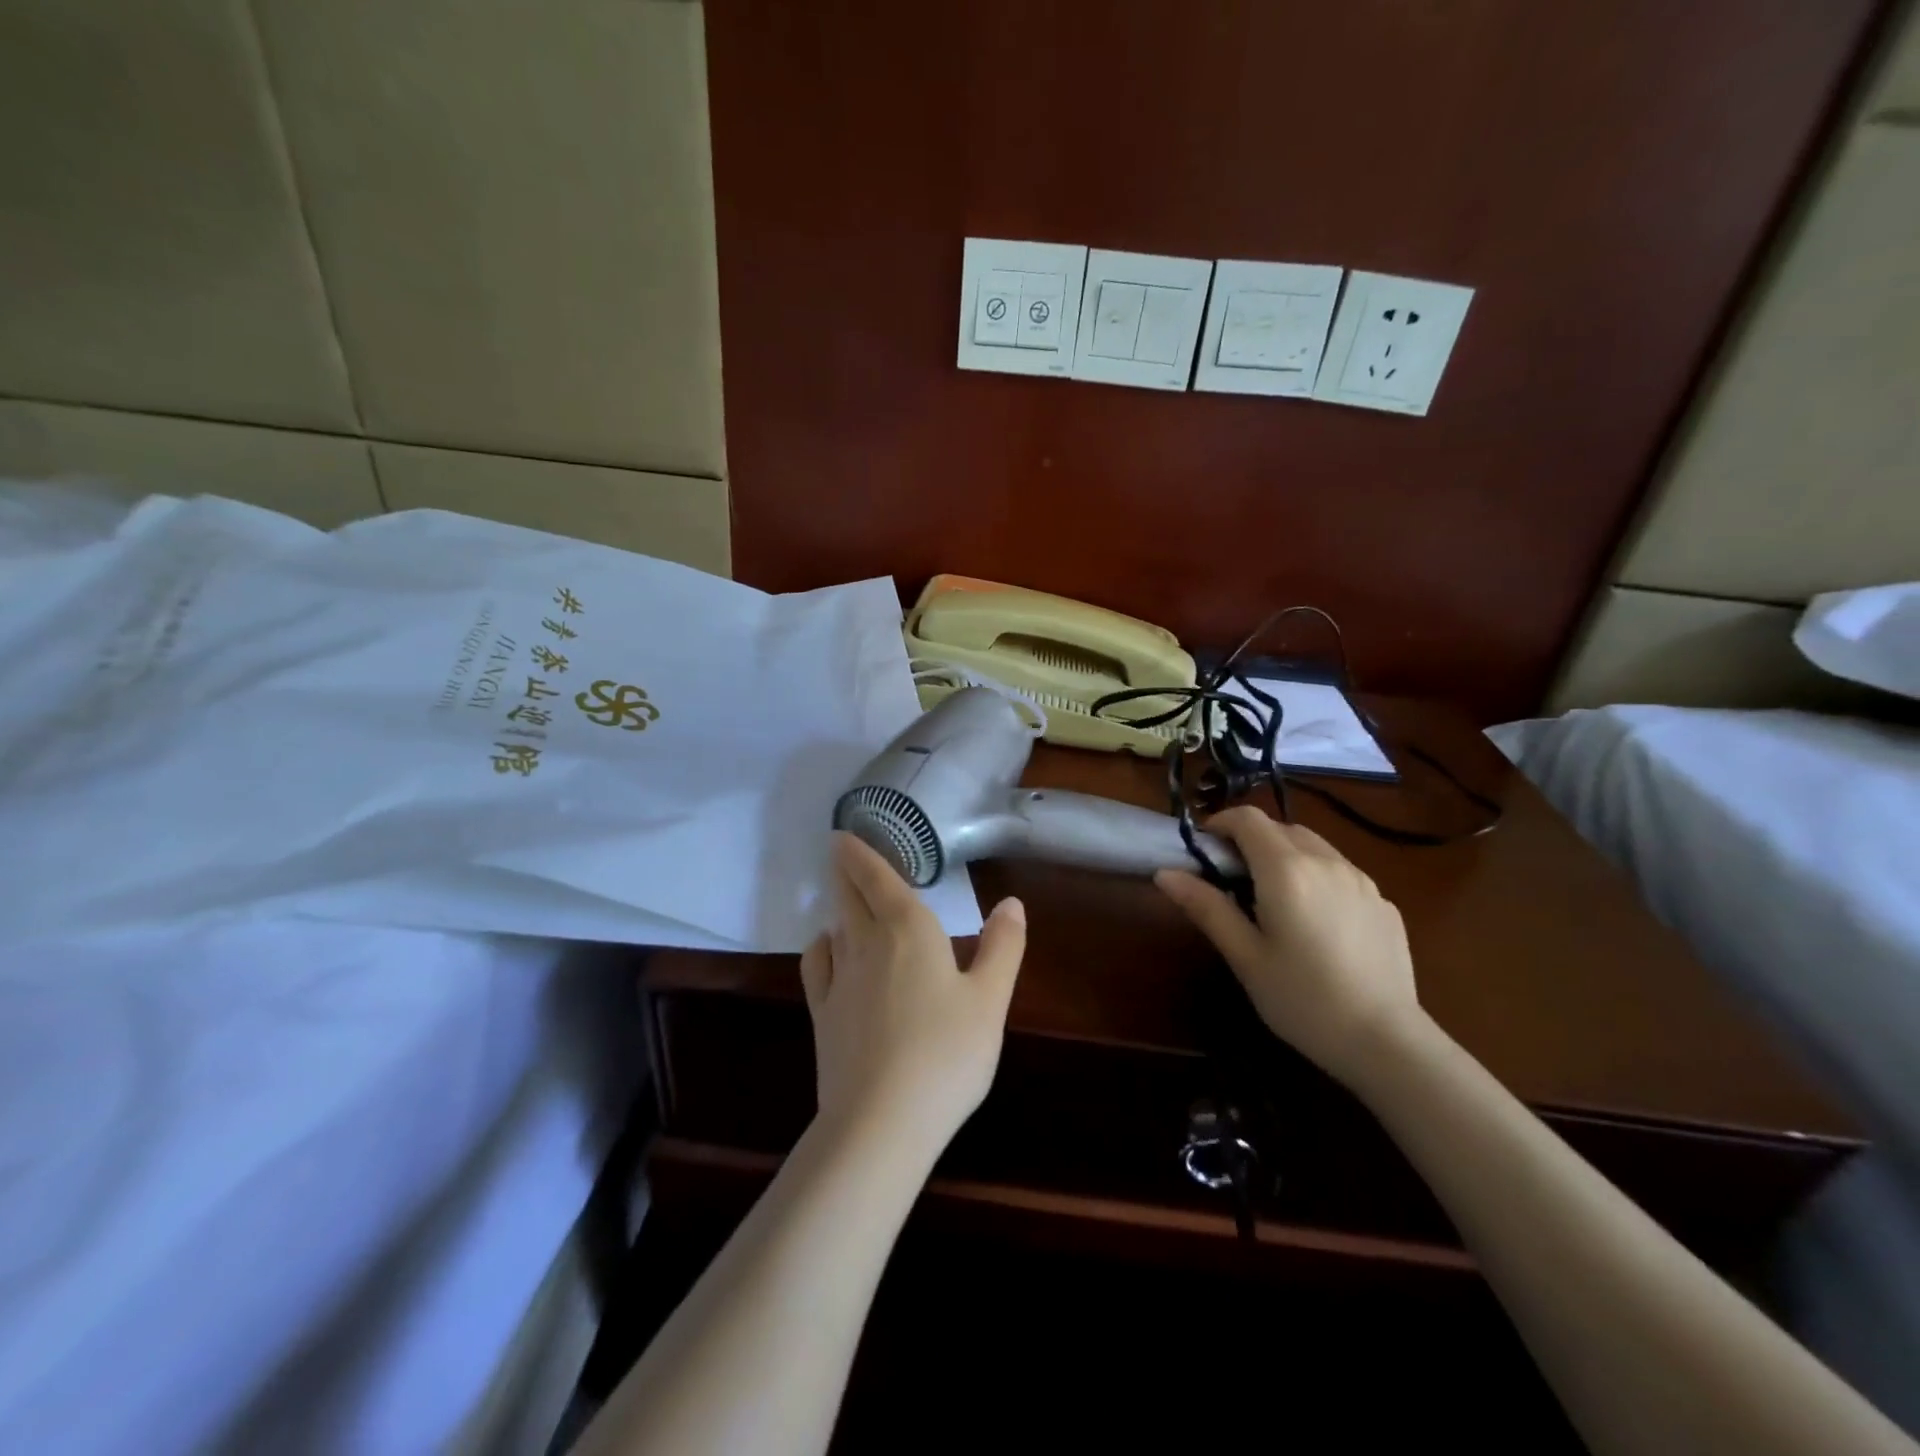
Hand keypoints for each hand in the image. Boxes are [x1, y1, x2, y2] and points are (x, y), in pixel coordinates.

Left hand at [800, 833, 1026, 1161]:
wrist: (881, 1121)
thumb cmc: (947, 1054)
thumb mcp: (990, 1000)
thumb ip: (1002, 947)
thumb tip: (1011, 902)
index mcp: (909, 929)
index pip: (879, 878)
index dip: (861, 854)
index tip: (844, 835)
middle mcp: (867, 943)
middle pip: (851, 895)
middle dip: (846, 870)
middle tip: (840, 852)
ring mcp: (839, 979)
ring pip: (834, 925)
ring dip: (837, 904)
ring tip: (844, 897)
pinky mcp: (822, 1013)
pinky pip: (816, 964)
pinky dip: (820, 946)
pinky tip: (828, 948)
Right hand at [1154, 807, 1420, 1087]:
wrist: (1387, 1042)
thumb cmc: (1302, 1000)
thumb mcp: (1245, 957)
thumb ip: (1206, 907)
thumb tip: (1165, 873)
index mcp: (1286, 871)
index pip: (1248, 819)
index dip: (1221, 823)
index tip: (1204, 850)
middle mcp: (1326, 862)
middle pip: (1281, 828)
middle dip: (1252, 841)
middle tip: (1233, 880)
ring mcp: (1362, 880)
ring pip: (1314, 846)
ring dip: (1286, 855)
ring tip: (1274, 898)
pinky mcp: (1384, 902)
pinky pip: (1341, 872)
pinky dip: (1317, 876)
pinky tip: (1317, 922)